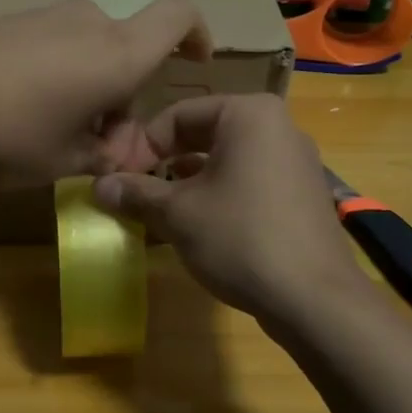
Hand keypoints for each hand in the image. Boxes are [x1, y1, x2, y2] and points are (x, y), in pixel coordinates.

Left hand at [0, 0, 209, 187]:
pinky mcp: (8, 21)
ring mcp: (44, 17)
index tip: (193, 63)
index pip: (178, 16)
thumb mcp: (62, 162)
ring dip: (88, 92)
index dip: (196, 34)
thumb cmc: (5, 133)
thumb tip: (117, 153)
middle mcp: (88, 24)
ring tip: (53, 140)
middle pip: (126, 53)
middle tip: (96, 151)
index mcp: (118, 54)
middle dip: (122, 100)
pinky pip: (53, 47)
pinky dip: (56, 78)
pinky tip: (19, 115)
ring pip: (88, 52)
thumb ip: (102, 157)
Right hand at [93, 94, 362, 318]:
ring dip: (188, 182)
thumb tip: (98, 186)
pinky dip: (219, 195)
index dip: (141, 146)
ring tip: (160, 211)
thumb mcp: (178, 213)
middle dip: (165, 164)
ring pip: (226, 160)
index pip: (178, 115)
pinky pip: (249, 181)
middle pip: (204, 134)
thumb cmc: (239, 238)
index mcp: (248, 114)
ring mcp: (295, 160)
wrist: (313, 298)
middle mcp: (278, 126)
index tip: (119, 178)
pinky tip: (198, 226)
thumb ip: (136, 193)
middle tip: (136, 192)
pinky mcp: (302, 193)